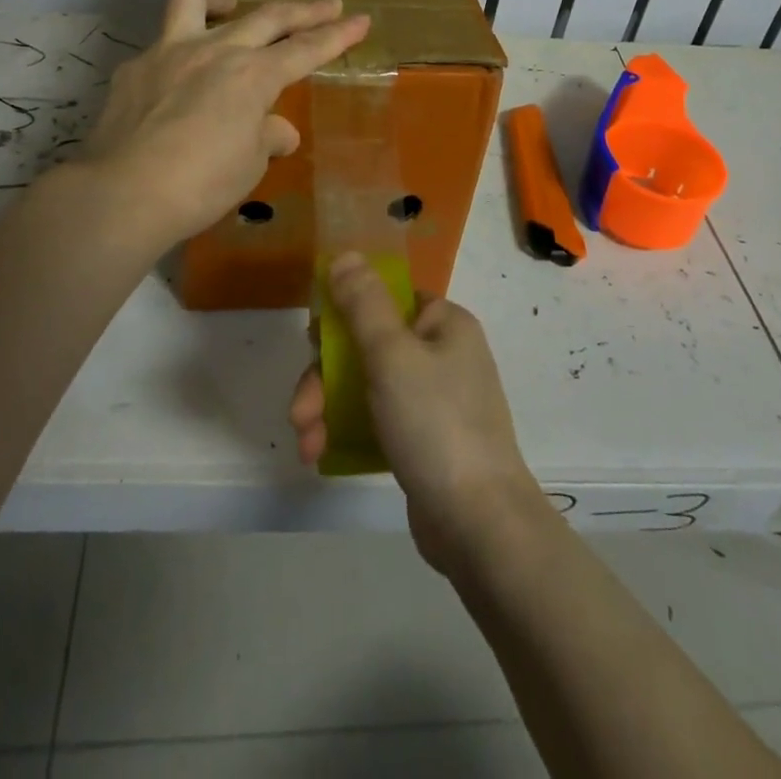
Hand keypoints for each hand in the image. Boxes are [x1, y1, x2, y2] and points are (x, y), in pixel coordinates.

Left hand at [79, 0, 369, 247]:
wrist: (124, 192)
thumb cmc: (201, 184)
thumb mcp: (249, 165)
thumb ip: (266, 137)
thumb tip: (276, 131)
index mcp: (253, 75)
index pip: (306, 49)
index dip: (338, 36)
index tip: (361, 20)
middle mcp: (216, 50)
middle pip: (268, 16)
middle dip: (305, 9)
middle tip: (328, 4)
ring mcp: (169, 51)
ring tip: (231, 5)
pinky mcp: (134, 67)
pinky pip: (161, 44)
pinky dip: (178, 52)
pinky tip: (176, 80)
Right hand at [289, 253, 550, 576]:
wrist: (480, 526)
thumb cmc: (435, 424)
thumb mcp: (392, 355)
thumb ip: (363, 303)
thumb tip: (345, 255)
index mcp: (443, 323)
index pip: (385, 297)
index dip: (344, 313)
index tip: (313, 340)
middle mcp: (442, 354)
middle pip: (367, 345)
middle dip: (324, 377)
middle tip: (300, 410)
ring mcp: (434, 400)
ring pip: (365, 386)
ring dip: (327, 409)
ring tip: (305, 442)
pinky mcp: (423, 440)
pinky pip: (376, 420)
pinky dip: (346, 432)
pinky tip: (320, 454)